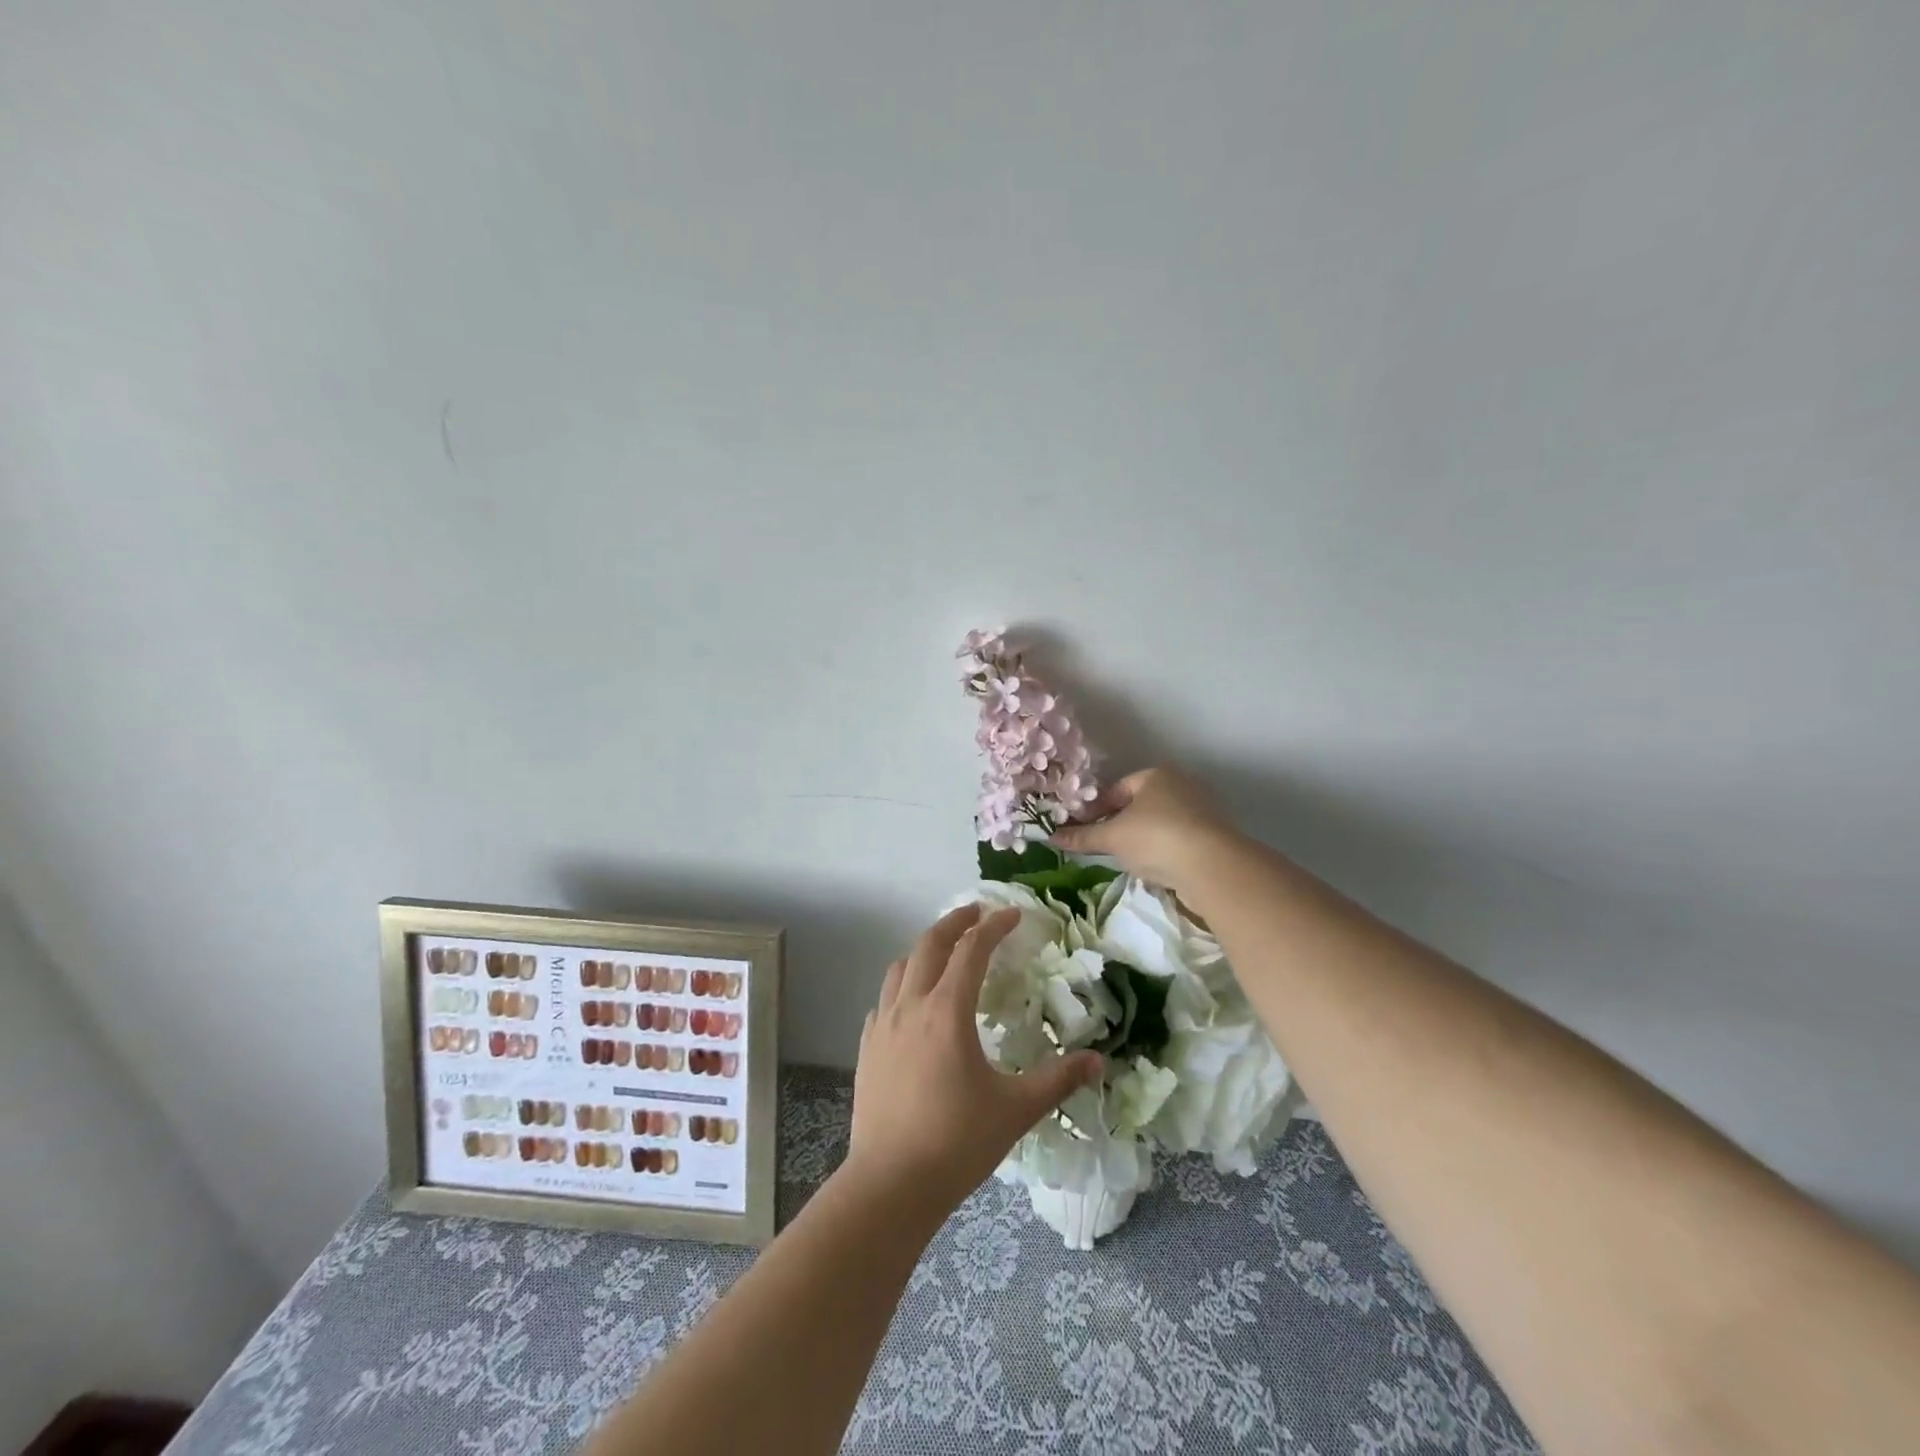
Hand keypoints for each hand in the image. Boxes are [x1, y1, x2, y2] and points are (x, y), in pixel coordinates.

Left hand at [847, 904, 1101, 1223]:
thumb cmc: (957, 1142)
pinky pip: (885, 1000)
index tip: (1013, 915)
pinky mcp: (868, 1048)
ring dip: (925, 950)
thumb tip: (1098, 1062)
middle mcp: (911, 1006)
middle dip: (955, 922)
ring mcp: (883, 1026)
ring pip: (901, 967)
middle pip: (930, 944)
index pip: (972, 950)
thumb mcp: (1015, 1110)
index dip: (994, 927)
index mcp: (947, 1011)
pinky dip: (903, 985)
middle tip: (978, 913)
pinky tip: (914, 1005)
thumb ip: (1058, 1081)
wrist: (890, 1184)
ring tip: (946, 954)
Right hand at [1050, 765, 1242, 893]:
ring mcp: (1200, 810)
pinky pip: (1176, 840)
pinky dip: (1161, 851)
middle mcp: (1180, 785)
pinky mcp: (1212, 836)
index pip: (1115, 789)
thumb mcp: (1112, 837)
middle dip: (1117, 824)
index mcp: (1155, 775)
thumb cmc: (1155, 838)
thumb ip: (1083, 837)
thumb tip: (1052, 837)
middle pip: (1138, 805)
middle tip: (1100, 844)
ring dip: (1139, 839)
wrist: (1211, 866)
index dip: (1094, 809)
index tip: (1079, 829)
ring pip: (1158, 824)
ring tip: (1124, 859)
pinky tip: (1151, 868)